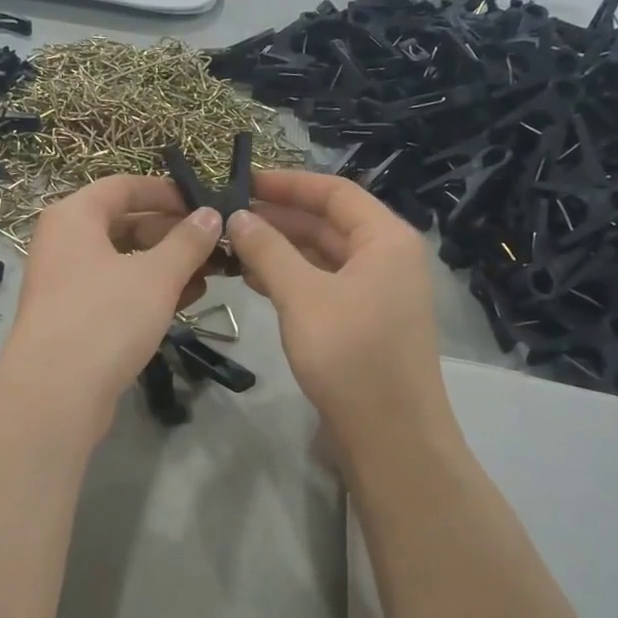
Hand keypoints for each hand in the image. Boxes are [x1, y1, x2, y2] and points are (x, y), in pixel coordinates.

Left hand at [0, 175, 222, 422]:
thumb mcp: (157, 275)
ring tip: (210, 274)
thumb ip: (188, 241)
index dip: (166, 192)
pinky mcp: (73, 318)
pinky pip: (116, 291)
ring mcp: (65, 282)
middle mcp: (64, 243)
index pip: (124, 186)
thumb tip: (211, 215)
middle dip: (172, 233)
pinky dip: (149, 291)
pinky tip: (185, 301)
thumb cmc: (105, 318)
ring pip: (124, 261)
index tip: (205, 204)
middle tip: (215, 246)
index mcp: (74, 216)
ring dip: (167, 265)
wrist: (55, 394)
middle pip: (124, 223)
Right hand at [227, 170, 447, 447]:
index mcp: (386, 239)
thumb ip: (269, 251)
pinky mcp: (363, 322)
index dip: (289, 184)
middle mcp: (386, 258)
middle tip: (228, 216)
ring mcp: (376, 292)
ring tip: (232, 245)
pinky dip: (290, 278)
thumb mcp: (303, 296)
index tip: (244, 181)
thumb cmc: (350, 355)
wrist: (389, 435)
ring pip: (323, 256)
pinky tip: (254, 279)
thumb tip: (238, 217)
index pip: (335, 192)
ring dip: (281, 249)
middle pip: (329, 223)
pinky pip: (323, 285)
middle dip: (280, 218)